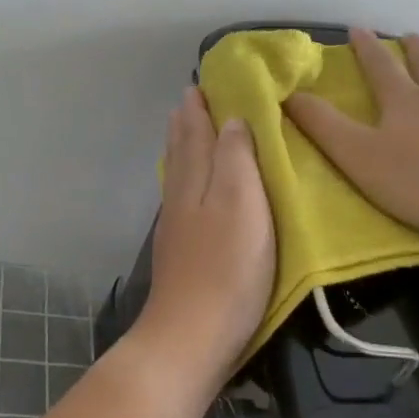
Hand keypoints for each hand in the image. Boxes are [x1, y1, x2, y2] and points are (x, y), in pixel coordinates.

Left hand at [138, 87, 275, 378]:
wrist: (191, 335)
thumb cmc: (227, 267)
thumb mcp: (242, 204)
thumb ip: (235, 159)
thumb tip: (230, 118)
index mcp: (196, 179)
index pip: (196, 132)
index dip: (200, 107)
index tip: (201, 81)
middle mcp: (180, 195)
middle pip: (181, 149)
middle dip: (187, 122)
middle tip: (191, 98)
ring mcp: (176, 225)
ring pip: (178, 173)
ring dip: (182, 146)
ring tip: (185, 129)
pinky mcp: (179, 251)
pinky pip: (180, 196)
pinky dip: (184, 176)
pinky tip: (188, 186)